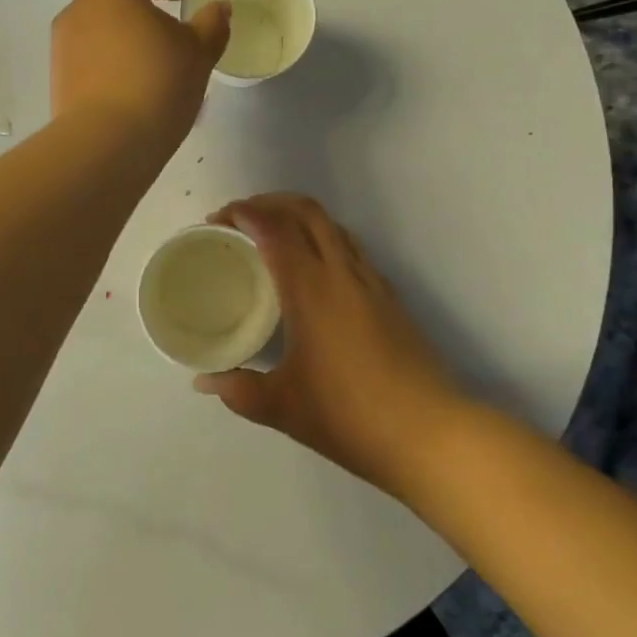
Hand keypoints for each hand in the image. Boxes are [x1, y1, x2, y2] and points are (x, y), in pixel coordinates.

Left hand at [51, 0, 230, 152]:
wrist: (106, 141)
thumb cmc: (159, 84)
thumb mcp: (199, 53)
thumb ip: (212, 24)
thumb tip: (218, 8)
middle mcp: (80, 10)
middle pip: (117, 1)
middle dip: (145, 12)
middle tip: (173, 34)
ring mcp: (63, 45)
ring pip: (102, 31)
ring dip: (127, 40)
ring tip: (155, 66)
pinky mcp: (58, 78)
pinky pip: (90, 60)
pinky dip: (111, 64)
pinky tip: (132, 88)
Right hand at [194, 194, 461, 495]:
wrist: (431, 434)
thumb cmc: (351, 416)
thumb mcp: (283, 407)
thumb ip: (239, 389)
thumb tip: (205, 380)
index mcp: (310, 289)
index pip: (274, 228)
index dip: (244, 213)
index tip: (218, 219)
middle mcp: (341, 272)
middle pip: (306, 211)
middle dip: (270, 202)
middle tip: (241, 218)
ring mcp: (370, 281)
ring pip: (332, 225)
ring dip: (298, 216)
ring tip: (272, 234)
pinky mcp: (389, 297)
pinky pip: (349, 247)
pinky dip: (322, 238)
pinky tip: (312, 270)